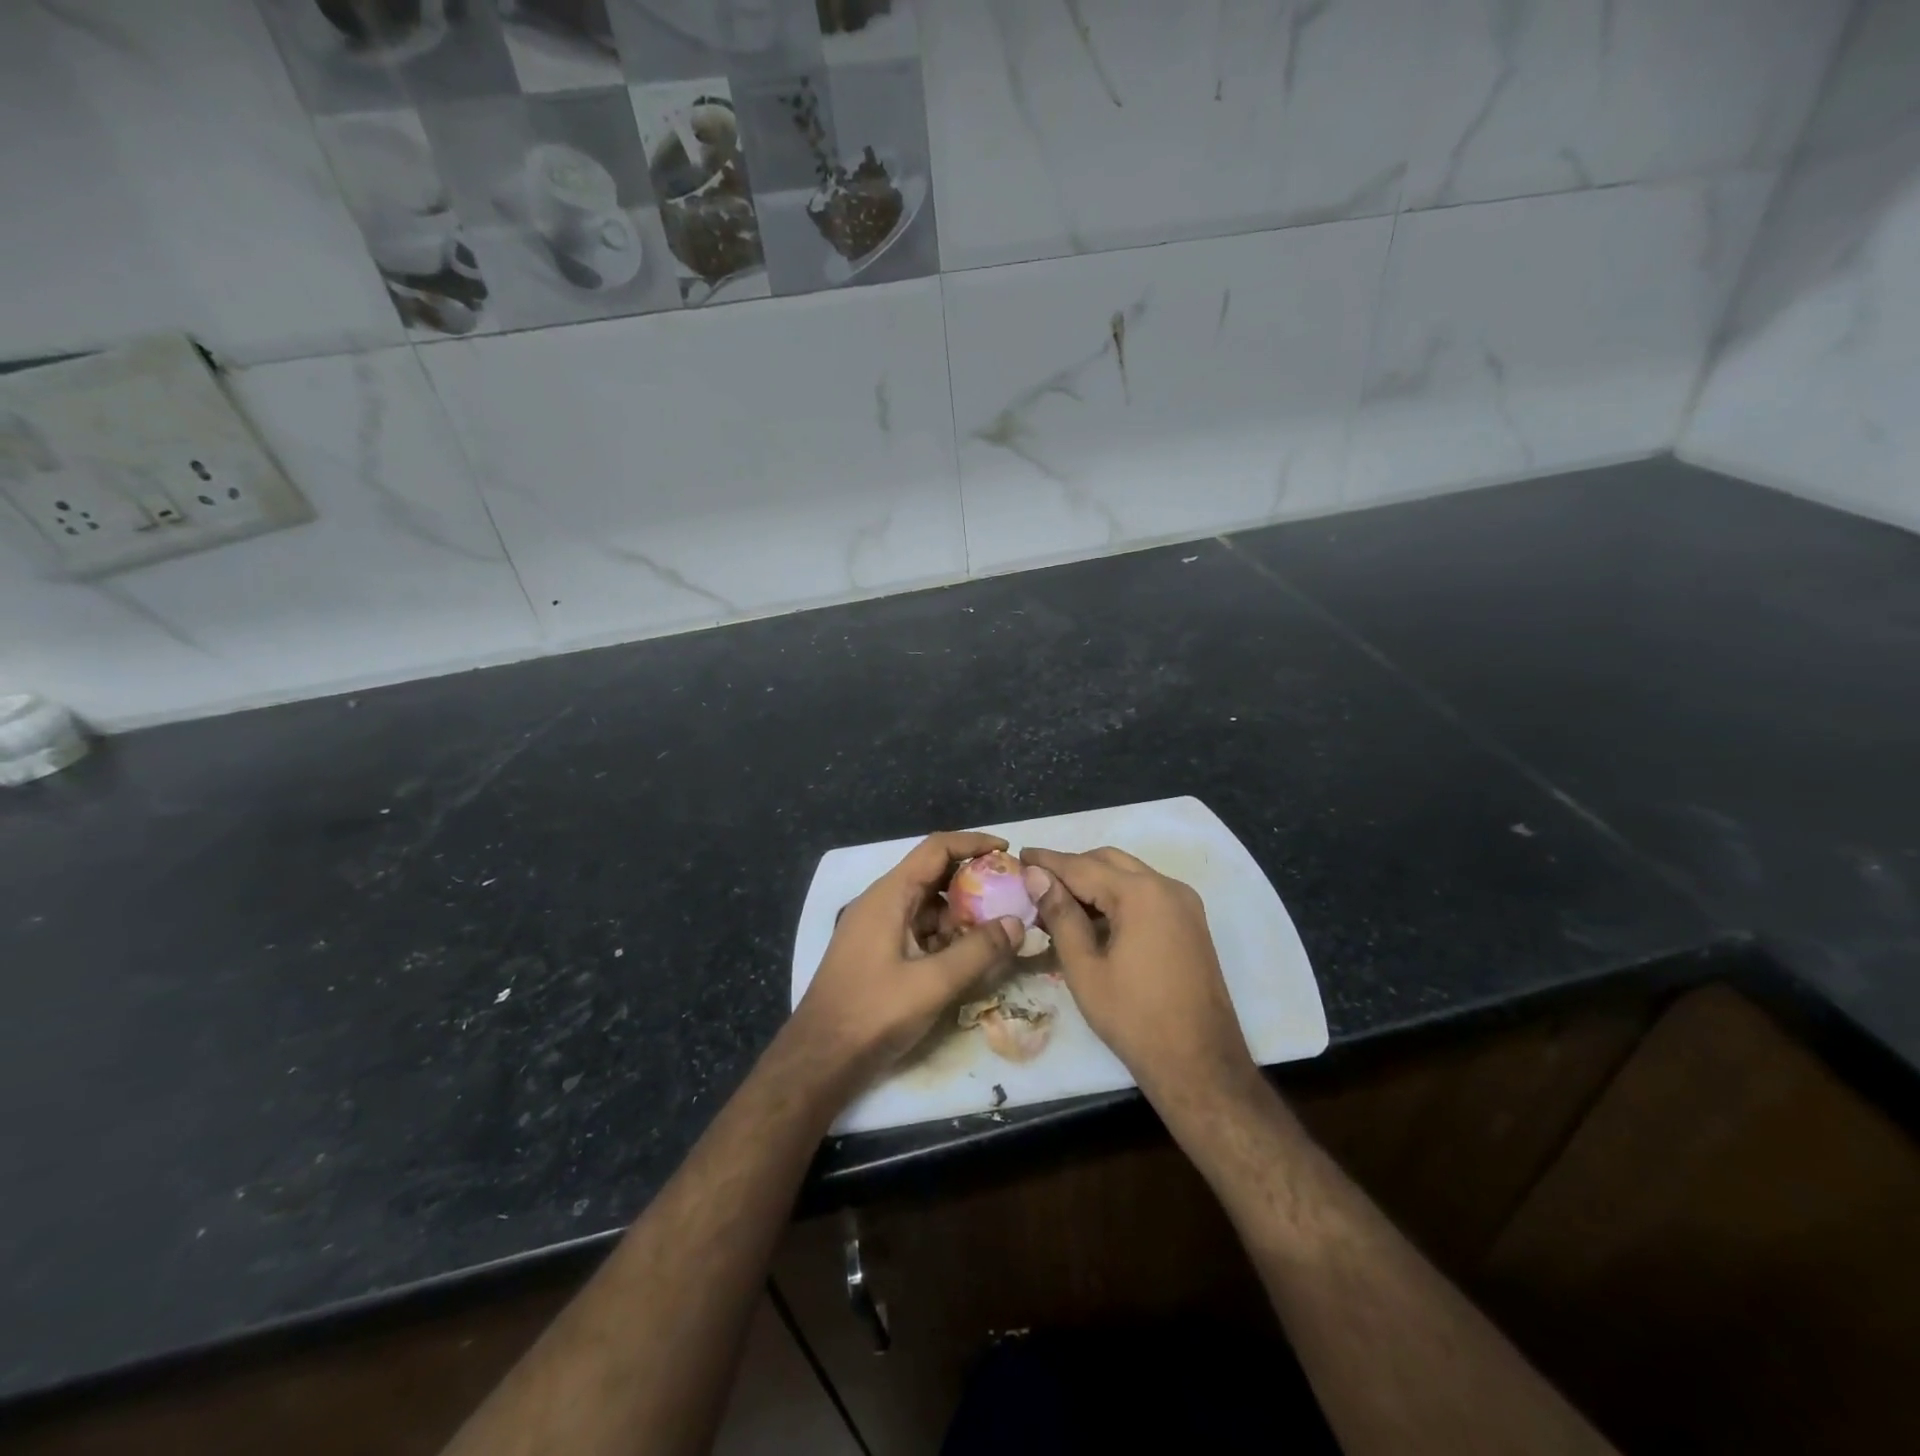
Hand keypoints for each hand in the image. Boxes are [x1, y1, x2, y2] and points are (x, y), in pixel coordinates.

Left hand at [789, 832, 1023, 1083]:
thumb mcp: (933, 983)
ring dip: (960, 912)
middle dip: (973, 881)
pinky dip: (944, 935)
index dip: (973, 843)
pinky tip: (967, 956)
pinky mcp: (877, 952)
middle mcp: (881, 903)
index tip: (1007, 851)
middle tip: (1010, 894)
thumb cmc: (873, 1013)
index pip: (936, 849)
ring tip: (998, 928)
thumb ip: (978, 951)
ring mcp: (876, 928)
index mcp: (889, 896)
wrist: (819, 1059)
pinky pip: (917, 930)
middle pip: (932, 875)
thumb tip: (1017, 923)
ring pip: (926, 906)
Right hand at [1021, 846, 1259, 1109]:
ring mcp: (1184, 904)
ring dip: (1094, 881)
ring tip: (1057, 902)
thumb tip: (1036, 875)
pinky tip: (1092, 918)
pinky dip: (1117, 896)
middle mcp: (1167, 886)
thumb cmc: (1134, 1018)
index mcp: (1141, 894)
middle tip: (1035, 882)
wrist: (1200, 1065)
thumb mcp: (1085, 968)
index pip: (1082, 866)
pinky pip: (1147, 894)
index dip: (1047, 861)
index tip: (1019, 854)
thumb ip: (1060, 915)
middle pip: (1109, 861)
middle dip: (1071, 867)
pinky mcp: (1190, 923)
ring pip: (1129, 875)